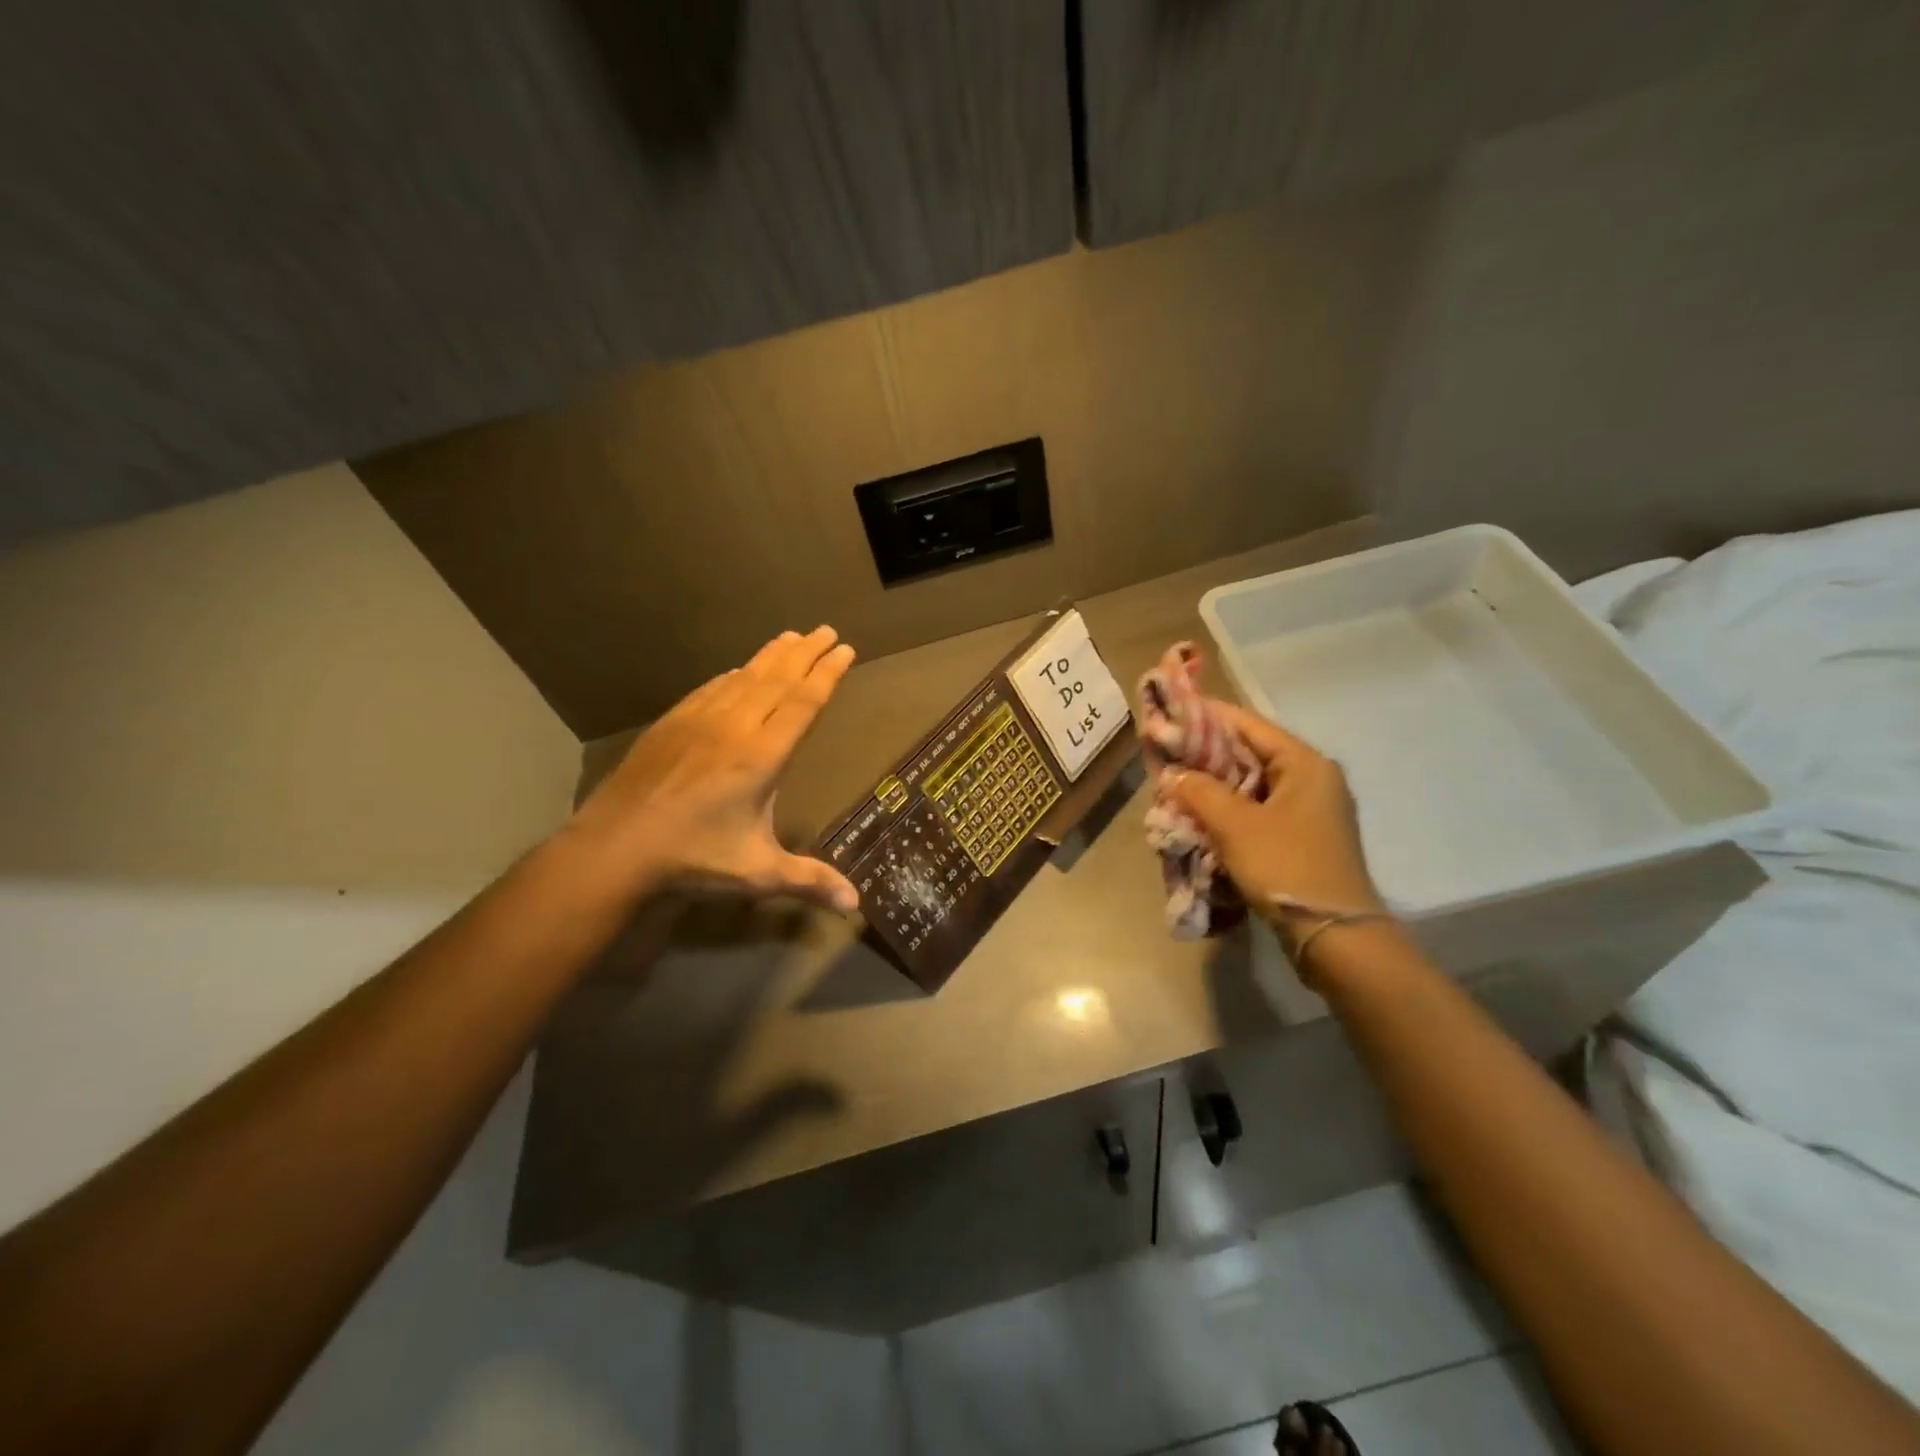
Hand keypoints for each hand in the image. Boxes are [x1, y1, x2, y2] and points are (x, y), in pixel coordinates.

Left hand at [564, 627, 860, 911]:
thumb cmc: (693, 857)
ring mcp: (700, 720)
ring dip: (772, 655)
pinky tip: (738, 670)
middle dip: (807, 653)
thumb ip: (809, 881)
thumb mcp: (758, 872)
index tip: (845, 649)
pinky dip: (734, 674)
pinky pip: (712, 688)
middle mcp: (736, 727)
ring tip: (793, 636)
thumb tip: (856, 905)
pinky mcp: (672, 723)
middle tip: (828, 630)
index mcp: (762, 756)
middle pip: (778, 679)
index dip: (827, 674)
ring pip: (745, 677)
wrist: (615, 846)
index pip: (804, 703)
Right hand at [1166, 703, 1382, 931]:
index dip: (1206, 717)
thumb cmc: (1287, 867)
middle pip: (1250, 753)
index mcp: (1304, 763)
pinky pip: (1258, 811)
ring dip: (1214, 786)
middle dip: (1205, 755)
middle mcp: (1312, 779)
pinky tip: (1199, 818)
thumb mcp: (1235, 825)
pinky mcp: (1302, 838)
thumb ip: (1200, 791)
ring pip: (1251, 784)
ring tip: (1175, 786)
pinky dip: (1229, 811)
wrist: (1335, 937)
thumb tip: (1173, 774)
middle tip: (1165, 755)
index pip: (1247, 724)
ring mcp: (1310, 811)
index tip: (1169, 714)